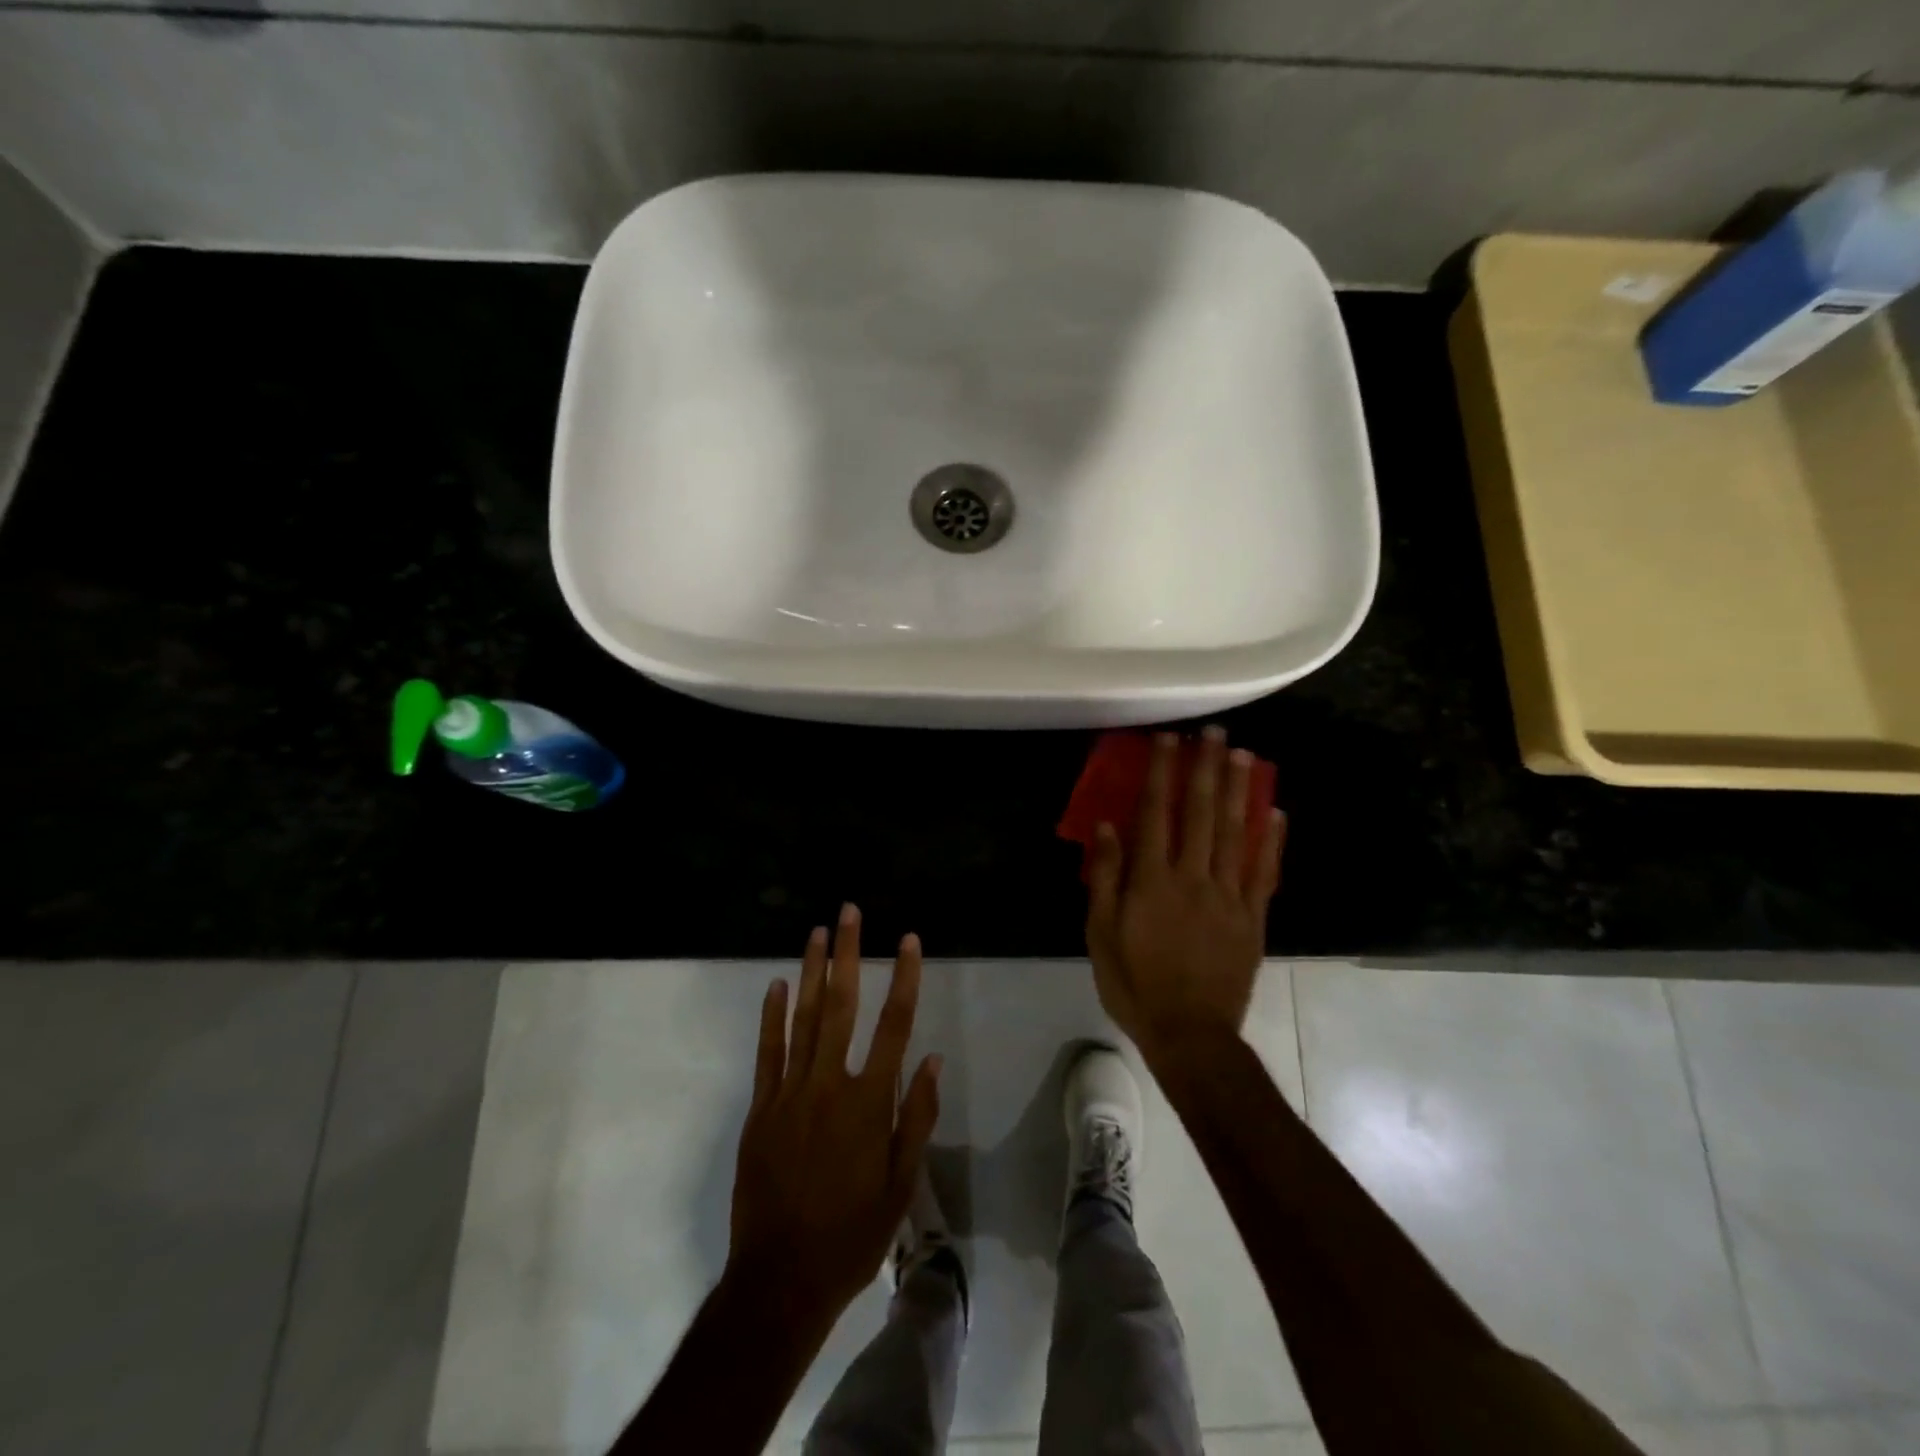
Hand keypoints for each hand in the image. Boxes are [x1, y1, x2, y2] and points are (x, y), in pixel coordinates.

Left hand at [726, 905, 941, 1333]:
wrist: (781, 1279)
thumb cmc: (852, 1234)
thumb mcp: (900, 1185)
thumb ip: (915, 1117)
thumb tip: (929, 1058)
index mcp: (868, 1102)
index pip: (893, 1025)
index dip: (903, 978)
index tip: (908, 940)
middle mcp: (828, 1084)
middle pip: (841, 1005)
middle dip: (847, 954)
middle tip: (849, 912)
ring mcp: (789, 1093)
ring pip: (801, 1018)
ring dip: (810, 971)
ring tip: (817, 932)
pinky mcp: (760, 1108)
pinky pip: (767, 1052)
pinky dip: (770, 1016)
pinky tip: (775, 984)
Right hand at [1085, 727, 1286, 1066]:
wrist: (1190, 1034)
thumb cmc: (1135, 983)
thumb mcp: (1100, 933)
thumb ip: (1106, 877)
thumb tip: (1108, 827)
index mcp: (1152, 880)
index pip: (1156, 814)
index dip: (1161, 773)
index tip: (1168, 740)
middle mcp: (1193, 877)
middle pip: (1202, 813)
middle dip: (1206, 769)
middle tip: (1214, 733)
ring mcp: (1229, 896)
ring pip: (1236, 833)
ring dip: (1239, 791)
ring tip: (1244, 755)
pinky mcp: (1253, 918)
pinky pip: (1265, 872)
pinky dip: (1272, 840)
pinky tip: (1276, 812)